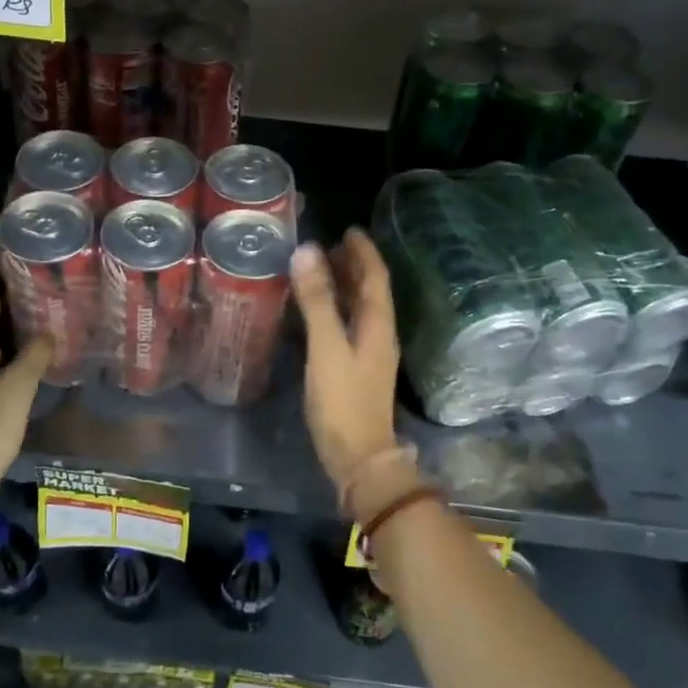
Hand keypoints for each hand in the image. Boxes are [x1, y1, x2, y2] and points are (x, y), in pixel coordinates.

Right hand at [290, 229, 401, 493]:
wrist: (359, 458)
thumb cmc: (342, 401)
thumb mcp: (326, 348)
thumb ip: (317, 301)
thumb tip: (308, 252)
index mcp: (378, 326)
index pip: (375, 278)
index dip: (364, 252)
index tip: (349, 229)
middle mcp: (379, 336)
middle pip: (370, 292)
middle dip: (354, 267)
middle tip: (329, 245)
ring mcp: (369, 356)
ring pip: (360, 311)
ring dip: (345, 288)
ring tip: (321, 270)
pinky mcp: (356, 371)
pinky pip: (348, 327)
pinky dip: (335, 311)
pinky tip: (315, 314)